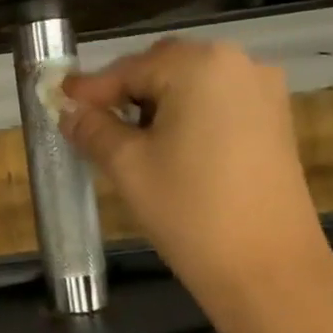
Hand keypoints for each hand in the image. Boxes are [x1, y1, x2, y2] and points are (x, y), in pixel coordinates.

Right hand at [61, 38, 330, 295]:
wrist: (266, 268)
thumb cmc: (189, 210)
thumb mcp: (127, 166)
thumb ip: (93, 129)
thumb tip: (70, 111)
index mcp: (200, 65)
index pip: (129, 69)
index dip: (90, 90)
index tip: (58, 102)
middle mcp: (239, 63)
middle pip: (163, 68)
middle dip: (124, 93)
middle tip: (90, 125)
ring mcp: (263, 92)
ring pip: (190, 85)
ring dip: (154, 105)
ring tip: (126, 142)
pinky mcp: (274, 121)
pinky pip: (216, 104)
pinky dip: (186, 117)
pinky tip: (166, 149)